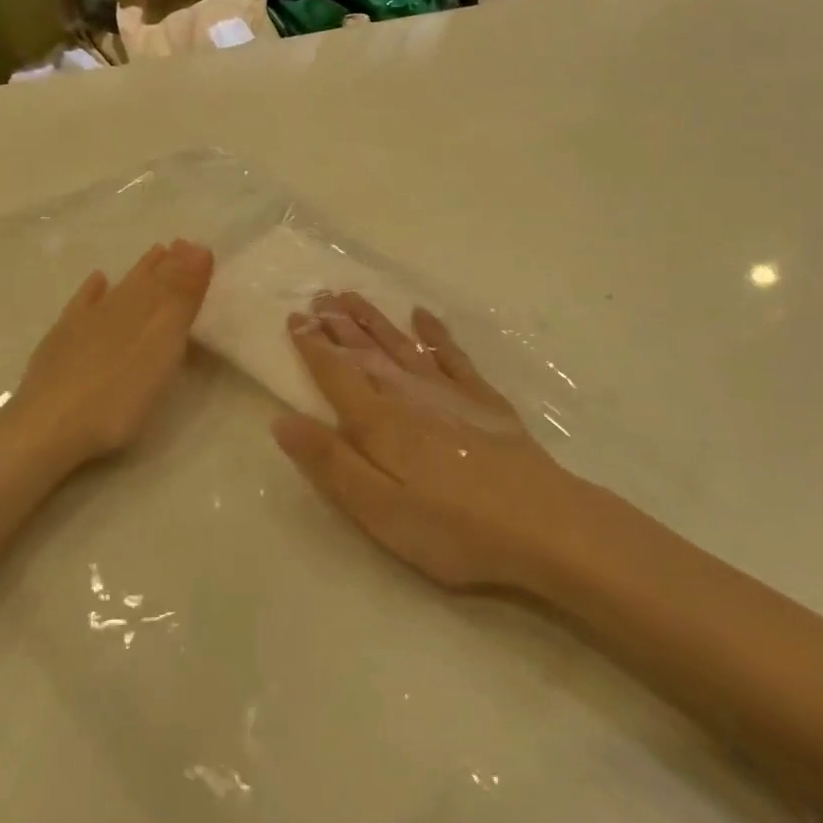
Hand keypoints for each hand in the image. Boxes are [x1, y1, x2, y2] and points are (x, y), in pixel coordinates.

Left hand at [0, 240, 214, 470]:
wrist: (49, 426)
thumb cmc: (119, 395)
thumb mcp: (163, 346)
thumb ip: (181, 298)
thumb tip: (198, 248)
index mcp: (147, 312)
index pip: (172, 281)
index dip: (187, 265)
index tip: (200, 246)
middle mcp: (117, 309)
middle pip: (146, 282)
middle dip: (166, 264)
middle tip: (180, 245)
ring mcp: (86, 324)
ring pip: (120, 289)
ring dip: (139, 272)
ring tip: (154, 254)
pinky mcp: (61, 341)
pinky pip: (82, 305)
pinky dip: (92, 291)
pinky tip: (98, 280)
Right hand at [272, 292, 579, 589]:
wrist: (540, 523)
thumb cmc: (452, 527)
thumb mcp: (379, 509)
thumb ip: (331, 463)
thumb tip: (282, 421)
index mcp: (378, 422)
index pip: (336, 374)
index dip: (312, 346)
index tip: (294, 318)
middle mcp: (408, 395)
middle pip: (366, 353)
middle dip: (338, 324)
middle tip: (318, 295)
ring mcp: (449, 392)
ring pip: (401, 345)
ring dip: (375, 320)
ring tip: (353, 296)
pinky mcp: (482, 399)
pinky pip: (451, 354)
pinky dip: (434, 332)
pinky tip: (423, 315)